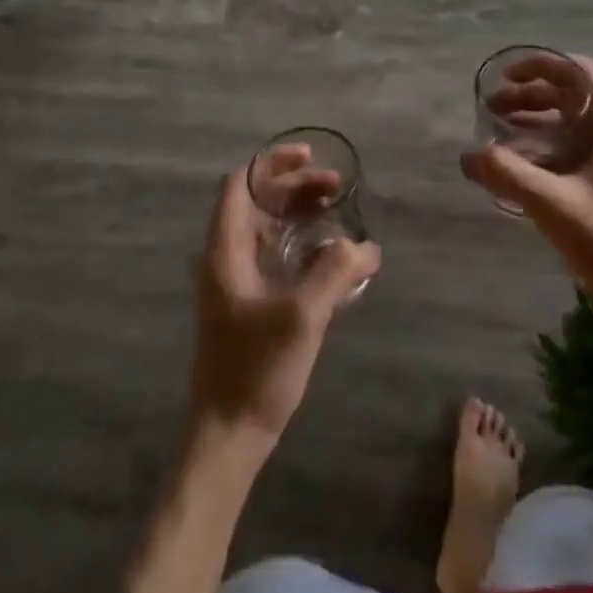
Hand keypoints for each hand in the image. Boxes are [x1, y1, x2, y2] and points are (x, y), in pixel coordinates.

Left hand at [187, 166, 380, 450]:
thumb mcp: (301, 316)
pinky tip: (332, 256)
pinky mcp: (250, 304)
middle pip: (258, 202)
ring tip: (337, 211)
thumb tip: (366, 246)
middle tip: (337, 186)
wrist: (228, 436)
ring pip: (268, 228)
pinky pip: (276, 255)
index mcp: (226, 250)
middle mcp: (227, 257)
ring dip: (300, 213)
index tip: (309, 156)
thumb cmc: (255, 370)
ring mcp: (237, 282)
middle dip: (296, 185)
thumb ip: (334, 273)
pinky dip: (301, 243)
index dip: (272, 163)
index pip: (241, 184)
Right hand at [462, 54, 592, 341]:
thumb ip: (509, 175)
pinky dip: (538, 147)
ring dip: (531, 120)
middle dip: (527, 95)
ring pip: (566, 123)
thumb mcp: (555, 205)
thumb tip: (468, 154)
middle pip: (568, 95)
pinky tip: (513, 166)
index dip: (541, 65)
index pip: (578, 71)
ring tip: (494, 132)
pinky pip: (566, 150)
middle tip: (490, 108)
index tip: (505, 77)